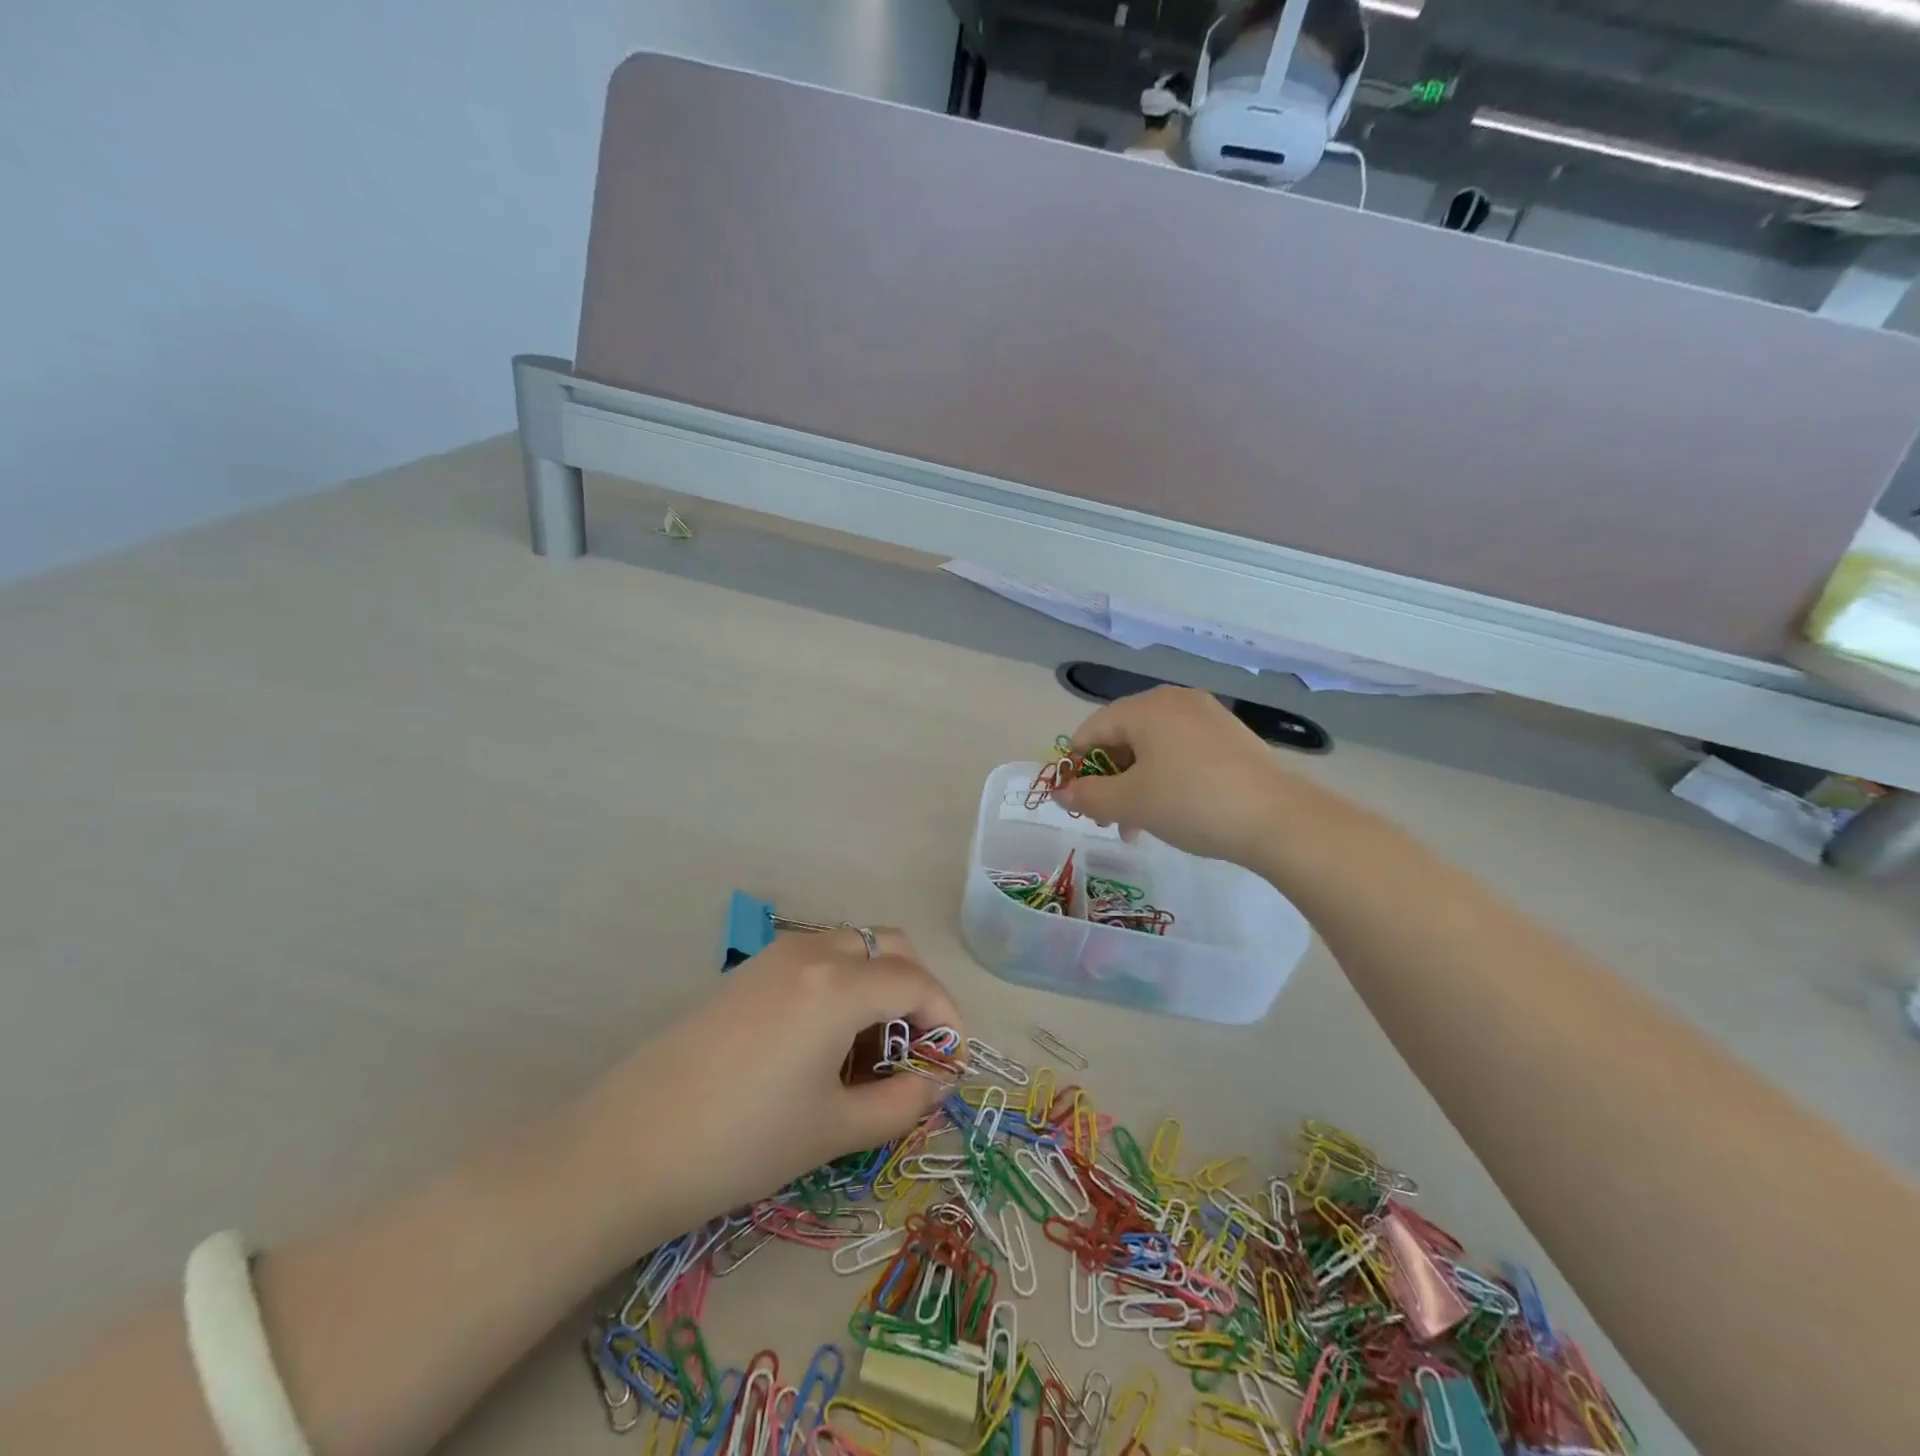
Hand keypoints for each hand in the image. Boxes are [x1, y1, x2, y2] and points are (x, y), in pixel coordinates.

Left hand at [581, 927, 961, 1238]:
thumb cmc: (744, 1141)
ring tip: (866, 1053)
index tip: (951, 1064)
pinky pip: (814, 961)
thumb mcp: (834, 1129)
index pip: (917, 981)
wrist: (627, 1147)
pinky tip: (821, 1044)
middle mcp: (812, 952)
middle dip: (915, 991)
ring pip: (850, 949)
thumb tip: (939, 1083)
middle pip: (888, 947)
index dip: (946, 1018)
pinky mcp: (745, 973)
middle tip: (912, 1050)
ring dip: (876, 986)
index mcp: (840, 984)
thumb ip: (901, 1103)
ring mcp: (773, 957)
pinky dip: (839, 987)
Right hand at [1053, 686, 1300, 866]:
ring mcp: (1206, 716)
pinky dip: (1165, 778)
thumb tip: (1060, 793)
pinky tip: (1172, 811)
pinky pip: (1180, 752)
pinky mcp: (1229, 736)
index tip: (1078, 804)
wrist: (1278, 819)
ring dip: (1135, 785)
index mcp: (1145, 707)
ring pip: (1152, 749)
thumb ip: (1088, 796)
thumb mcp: (1131, 803)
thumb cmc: (1192, 802)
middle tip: (1109, 820)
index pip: (1091, 731)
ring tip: (1138, 827)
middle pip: (1122, 738)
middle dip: (1109, 781)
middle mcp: (1174, 701)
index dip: (1077, 768)